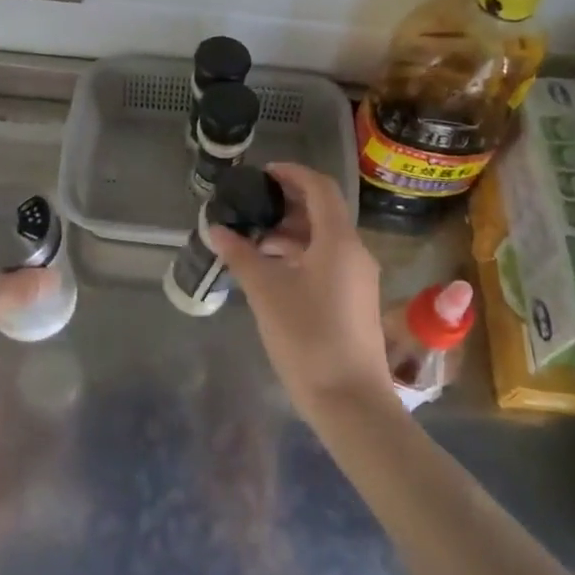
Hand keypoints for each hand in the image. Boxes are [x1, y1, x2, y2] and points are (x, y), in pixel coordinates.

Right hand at [208, 163, 390, 416]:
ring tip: (254, 241)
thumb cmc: (307, 337)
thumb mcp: (266, 292)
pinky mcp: (355, 301)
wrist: (350, 400)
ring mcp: (358, 278)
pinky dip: (300, 256)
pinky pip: (327, 262)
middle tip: (251, 207)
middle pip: (323, 212)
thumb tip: (216, 229)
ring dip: (291, 233)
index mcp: (338, 241)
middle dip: (287, 205)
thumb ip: (241, 255)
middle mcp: (355, 252)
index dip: (291, 174)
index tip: (262, 174)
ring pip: (324, 240)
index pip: (319, 188)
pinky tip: (273, 272)